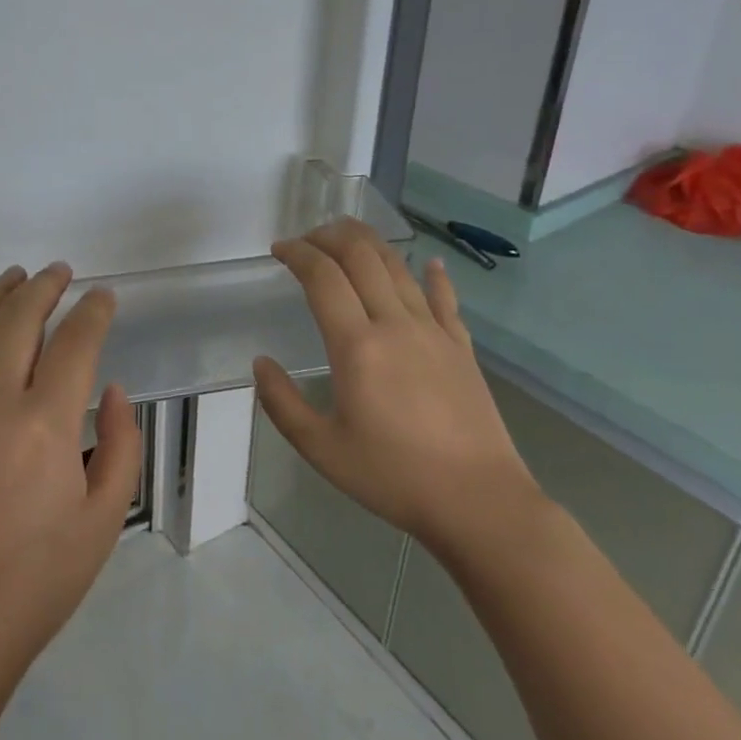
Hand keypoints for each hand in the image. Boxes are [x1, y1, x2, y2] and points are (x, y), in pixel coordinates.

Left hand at [0, 263, 142, 697]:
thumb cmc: (36, 581)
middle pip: (19, 317)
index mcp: (45, 424)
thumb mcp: (103, 520)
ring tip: (14, 277)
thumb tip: (109, 390)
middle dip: (45, 286)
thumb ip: (120, 445)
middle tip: (60, 272)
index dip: (94, 311)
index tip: (104, 296)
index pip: (76, 341)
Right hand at [253, 218, 543, 560]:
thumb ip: (281, 402)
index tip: (279, 250)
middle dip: (330, 236)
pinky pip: (445, 298)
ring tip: (347, 237)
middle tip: (307, 239)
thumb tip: (260, 362)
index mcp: (356, 346)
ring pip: (399, 268)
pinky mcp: (461, 347)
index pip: (322, 277)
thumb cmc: (393, 477)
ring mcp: (434, 332)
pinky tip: (428, 262)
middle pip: (362, 257)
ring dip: (370, 243)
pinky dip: (433, 274)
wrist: (480, 503)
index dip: (298, 253)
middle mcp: (395, 325)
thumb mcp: (321, 448)